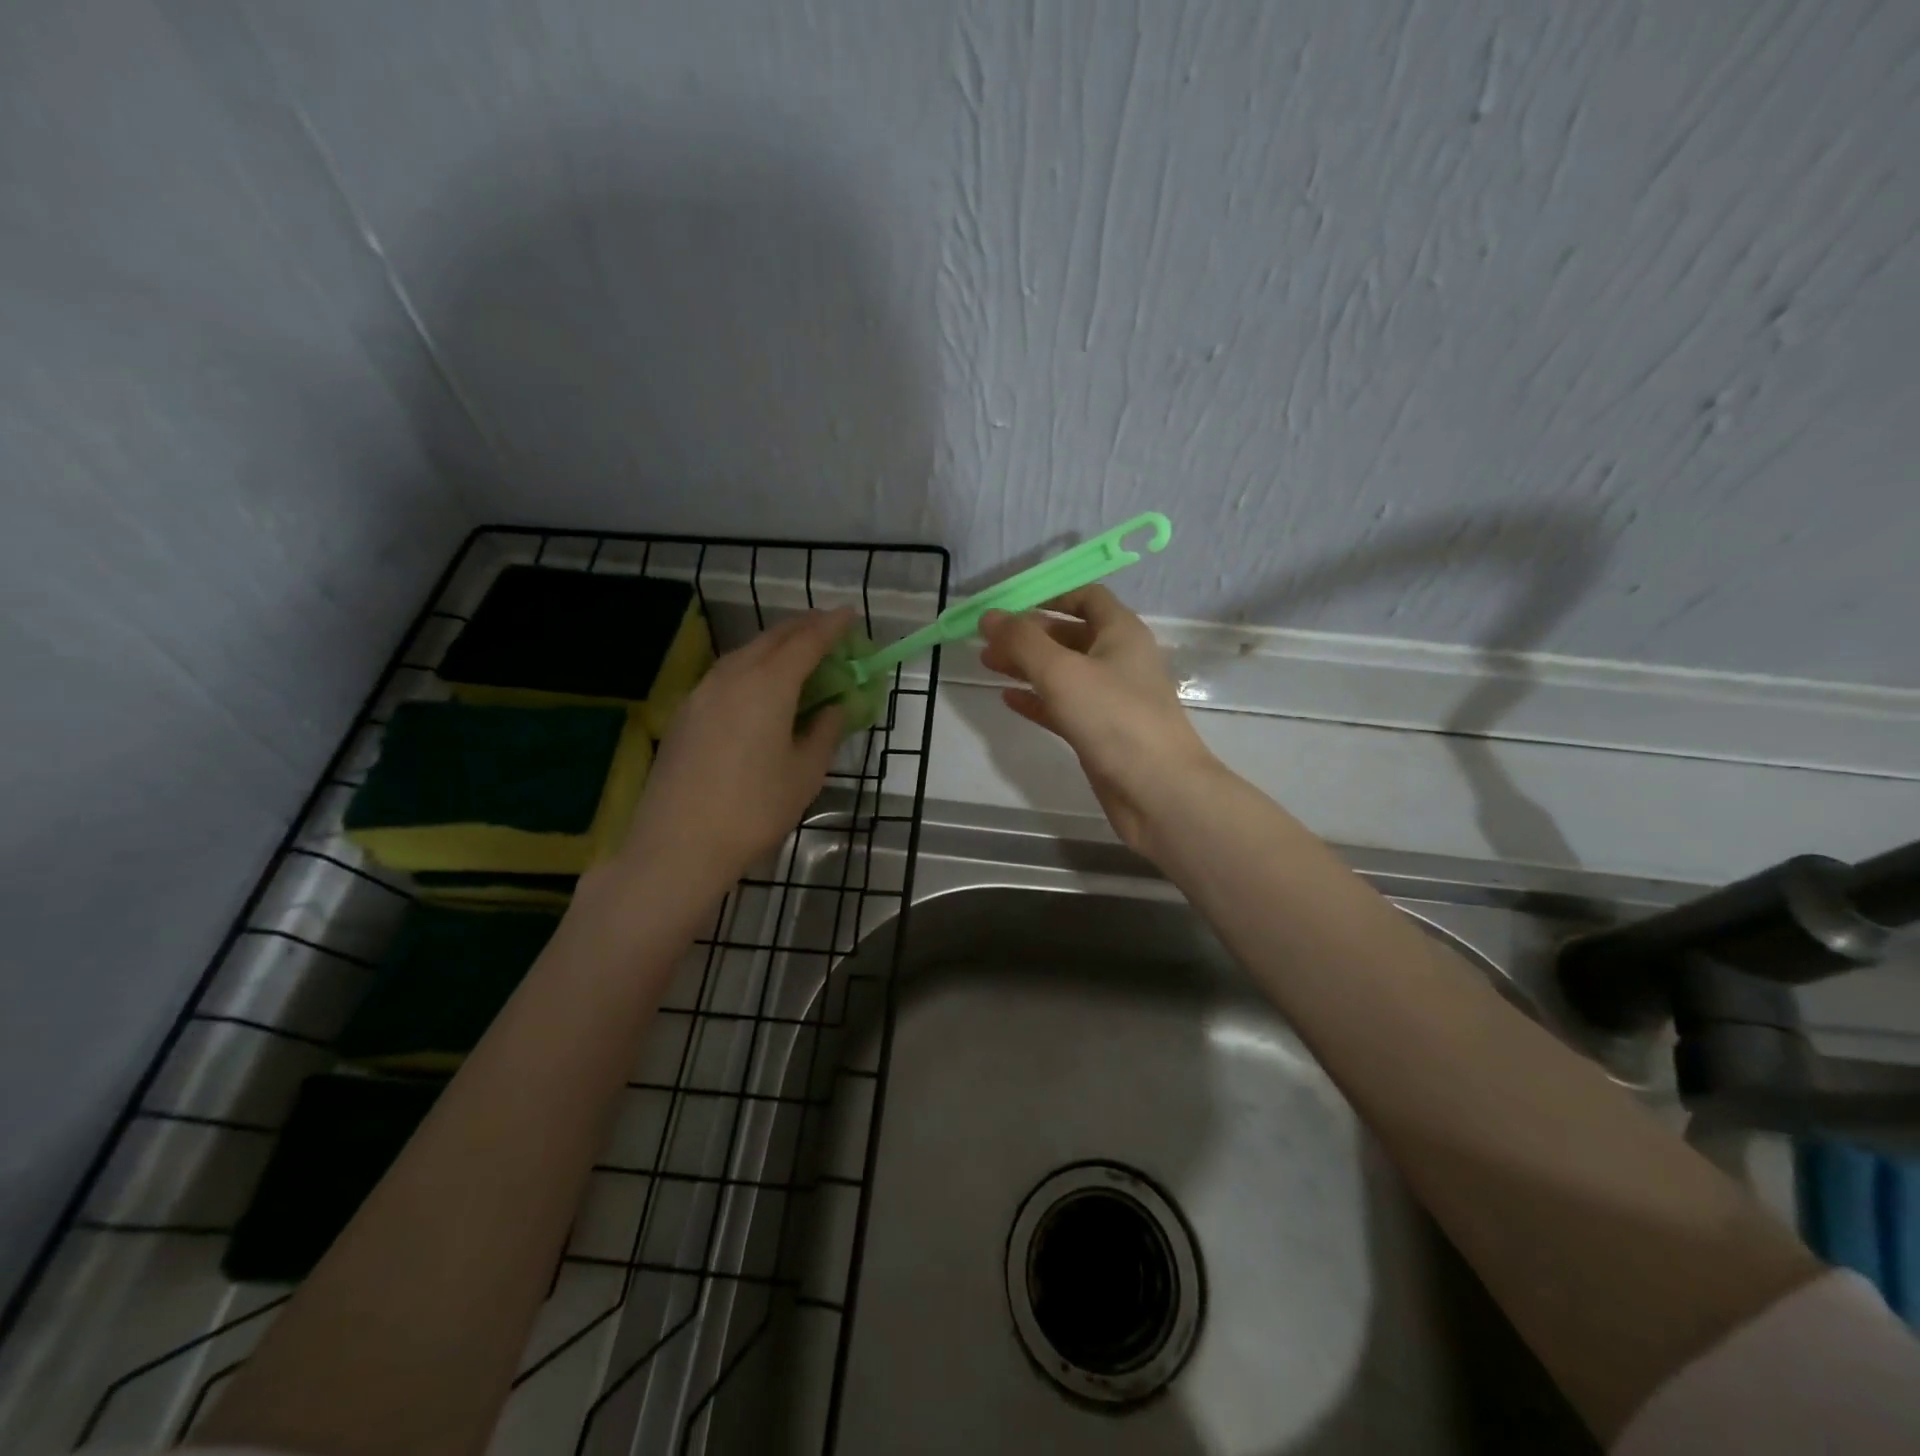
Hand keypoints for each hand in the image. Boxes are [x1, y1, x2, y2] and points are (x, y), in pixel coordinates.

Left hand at [612, 608, 851, 894]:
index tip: (850, 615)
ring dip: (775, 646)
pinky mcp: (685, 712)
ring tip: (797, 654)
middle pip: (772, 639)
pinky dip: (752, 667)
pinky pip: (726, 674)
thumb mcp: (805, 773)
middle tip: (828, 629)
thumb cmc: (754, 809)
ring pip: (745, 654)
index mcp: (768, 685)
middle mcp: (732, 676)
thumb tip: (834, 708)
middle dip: (803, 628)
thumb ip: (824, 732)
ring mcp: (702, 692)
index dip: (832, 627)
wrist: (679, 844)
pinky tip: (759, 686)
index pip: (807, 642)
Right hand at [979, 586, 1217, 850]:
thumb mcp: (1062, 671)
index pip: (1087, 598)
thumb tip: (988, 616)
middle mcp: (1118, 660)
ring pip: (1063, 672)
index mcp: (1121, 633)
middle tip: (987, 642)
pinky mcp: (1100, 731)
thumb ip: (1022, 642)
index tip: (1010, 608)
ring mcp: (1110, 698)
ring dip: (1027, 666)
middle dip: (1029, 635)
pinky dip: (1037, 699)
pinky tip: (1007, 700)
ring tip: (988, 665)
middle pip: (1069, 635)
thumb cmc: (1113, 718)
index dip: (1049, 596)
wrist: (1157, 790)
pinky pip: (1063, 706)